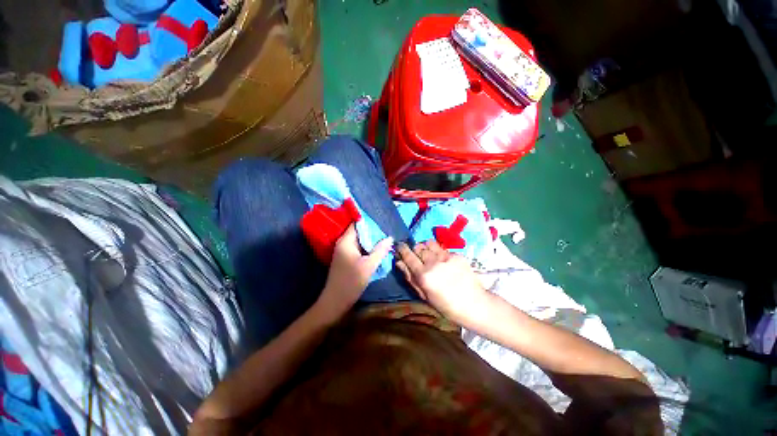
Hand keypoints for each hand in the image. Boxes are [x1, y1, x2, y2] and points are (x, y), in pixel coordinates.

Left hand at [317, 224, 392, 320]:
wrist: (335, 302)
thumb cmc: (351, 282)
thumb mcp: (369, 266)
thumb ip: (380, 250)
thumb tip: (390, 238)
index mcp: (345, 241)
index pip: (357, 224)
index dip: (369, 222)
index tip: (382, 221)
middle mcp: (343, 243)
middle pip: (359, 232)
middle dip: (372, 231)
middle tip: (387, 230)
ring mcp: (343, 251)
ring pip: (359, 241)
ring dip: (370, 240)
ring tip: (385, 238)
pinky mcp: (346, 259)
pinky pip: (358, 248)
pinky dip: (367, 248)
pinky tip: (377, 249)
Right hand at [395, 240, 492, 327]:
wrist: (474, 304)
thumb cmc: (446, 305)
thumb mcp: (424, 295)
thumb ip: (410, 277)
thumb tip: (398, 262)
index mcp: (424, 276)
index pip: (408, 256)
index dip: (402, 248)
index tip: (399, 245)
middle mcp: (434, 263)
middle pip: (419, 246)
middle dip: (415, 248)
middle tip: (417, 255)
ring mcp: (446, 257)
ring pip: (430, 243)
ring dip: (426, 247)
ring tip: (430, 255)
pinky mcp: (457, 255)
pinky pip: (443, 248)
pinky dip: (439, 252)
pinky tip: (444, 261)